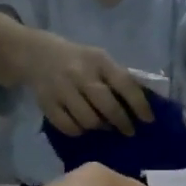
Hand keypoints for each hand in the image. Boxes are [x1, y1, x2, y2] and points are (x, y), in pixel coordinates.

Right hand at [23, 34, 154, 136]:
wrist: (36, 54)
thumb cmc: (79, 60)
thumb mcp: (100, 59)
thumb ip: (118, 78)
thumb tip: (141, 106)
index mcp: (99, 60)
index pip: (124, 84)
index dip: (139, 104)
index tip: (149, 120)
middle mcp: (80, 74)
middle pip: (107, 106)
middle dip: (122, 122)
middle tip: (129, 131)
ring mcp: (61, 89)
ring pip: (88, 120)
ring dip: (100, 128)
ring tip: (105, 127)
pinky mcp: (46, 103)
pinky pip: (68, 127)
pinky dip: (79, 131)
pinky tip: (83, 127)